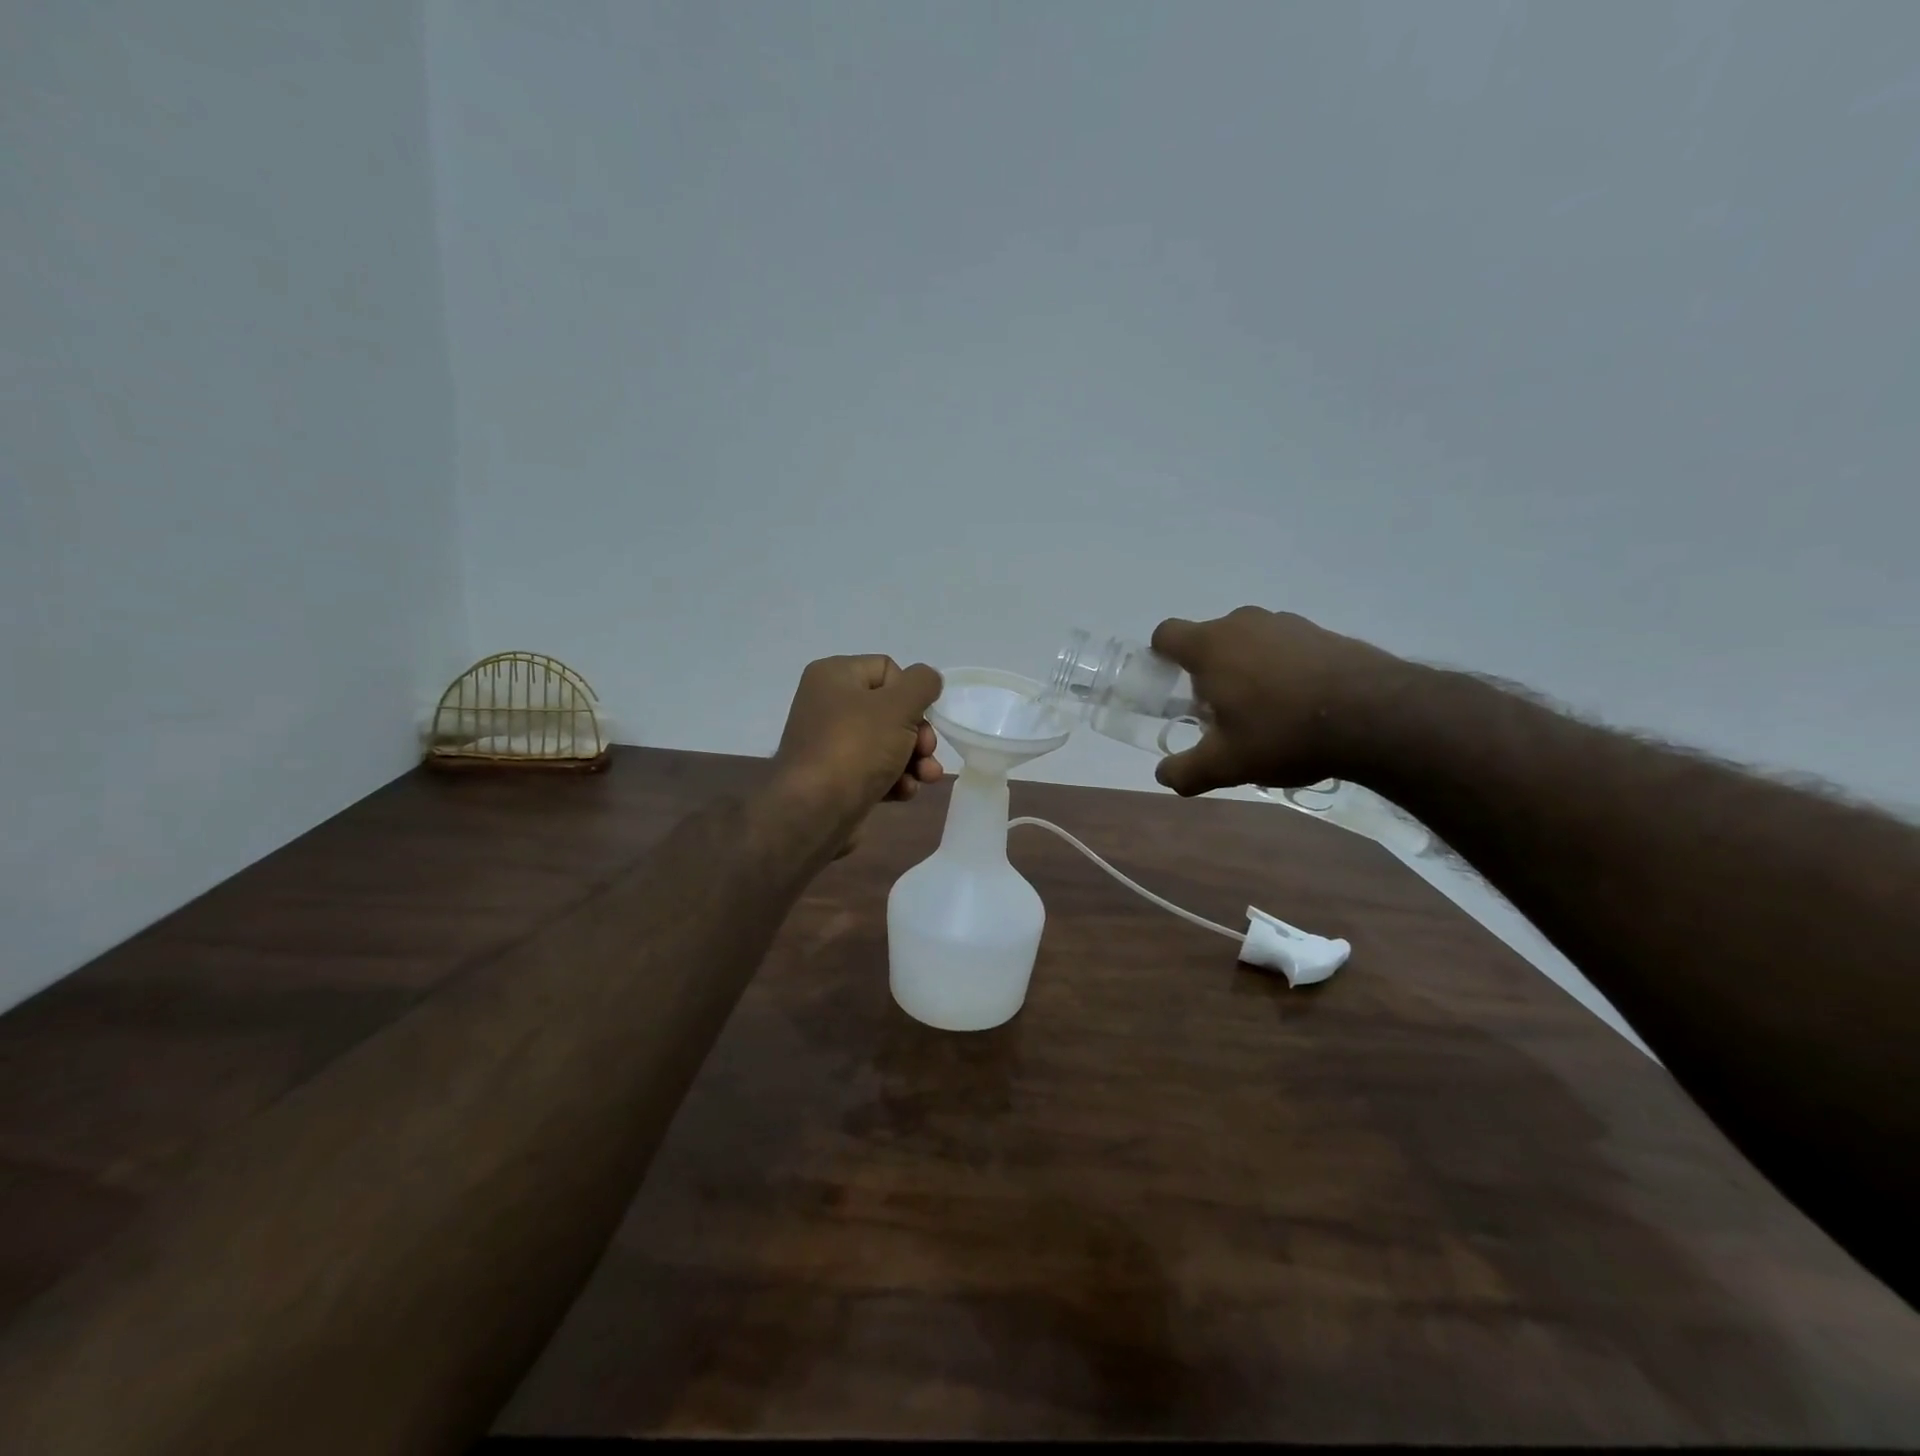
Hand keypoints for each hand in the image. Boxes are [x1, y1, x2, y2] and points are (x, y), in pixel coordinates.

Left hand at [773, 655, 944, 832]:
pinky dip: (894, 780)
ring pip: (888, 743)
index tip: (917, 718)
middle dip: (918, 735)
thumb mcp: (898, 706)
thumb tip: (928, 679)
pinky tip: (903, 793)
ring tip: (925, 778)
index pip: (888, 669)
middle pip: (892, 709)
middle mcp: (828, 704)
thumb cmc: (856, 748)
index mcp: (834, 675)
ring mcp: (831, 743)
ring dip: (913, 760)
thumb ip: (922, 683)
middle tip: (926, 752)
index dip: (910, 694)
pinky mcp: (837, 777)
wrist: (814, 812)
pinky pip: (875, 770)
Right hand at [1149, 607, 1399, 796]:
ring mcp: (1286, 623)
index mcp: (1210, 646)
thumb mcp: (1226, 764)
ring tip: (1266, 712)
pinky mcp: (1322, 632)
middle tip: (1221, 713)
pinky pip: (1284, 647)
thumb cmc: (1283, 733)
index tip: (1173, 687)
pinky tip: (1301, 705)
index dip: (1161, 658)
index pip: (1166, 634)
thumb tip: (1163, 776)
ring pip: (1248, 642)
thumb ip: (1186, 771)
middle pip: (1208, 640)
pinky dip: (1282, 669)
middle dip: (1207, 672)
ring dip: (1246, 669)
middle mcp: (1243, 623)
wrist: (1376, 716)